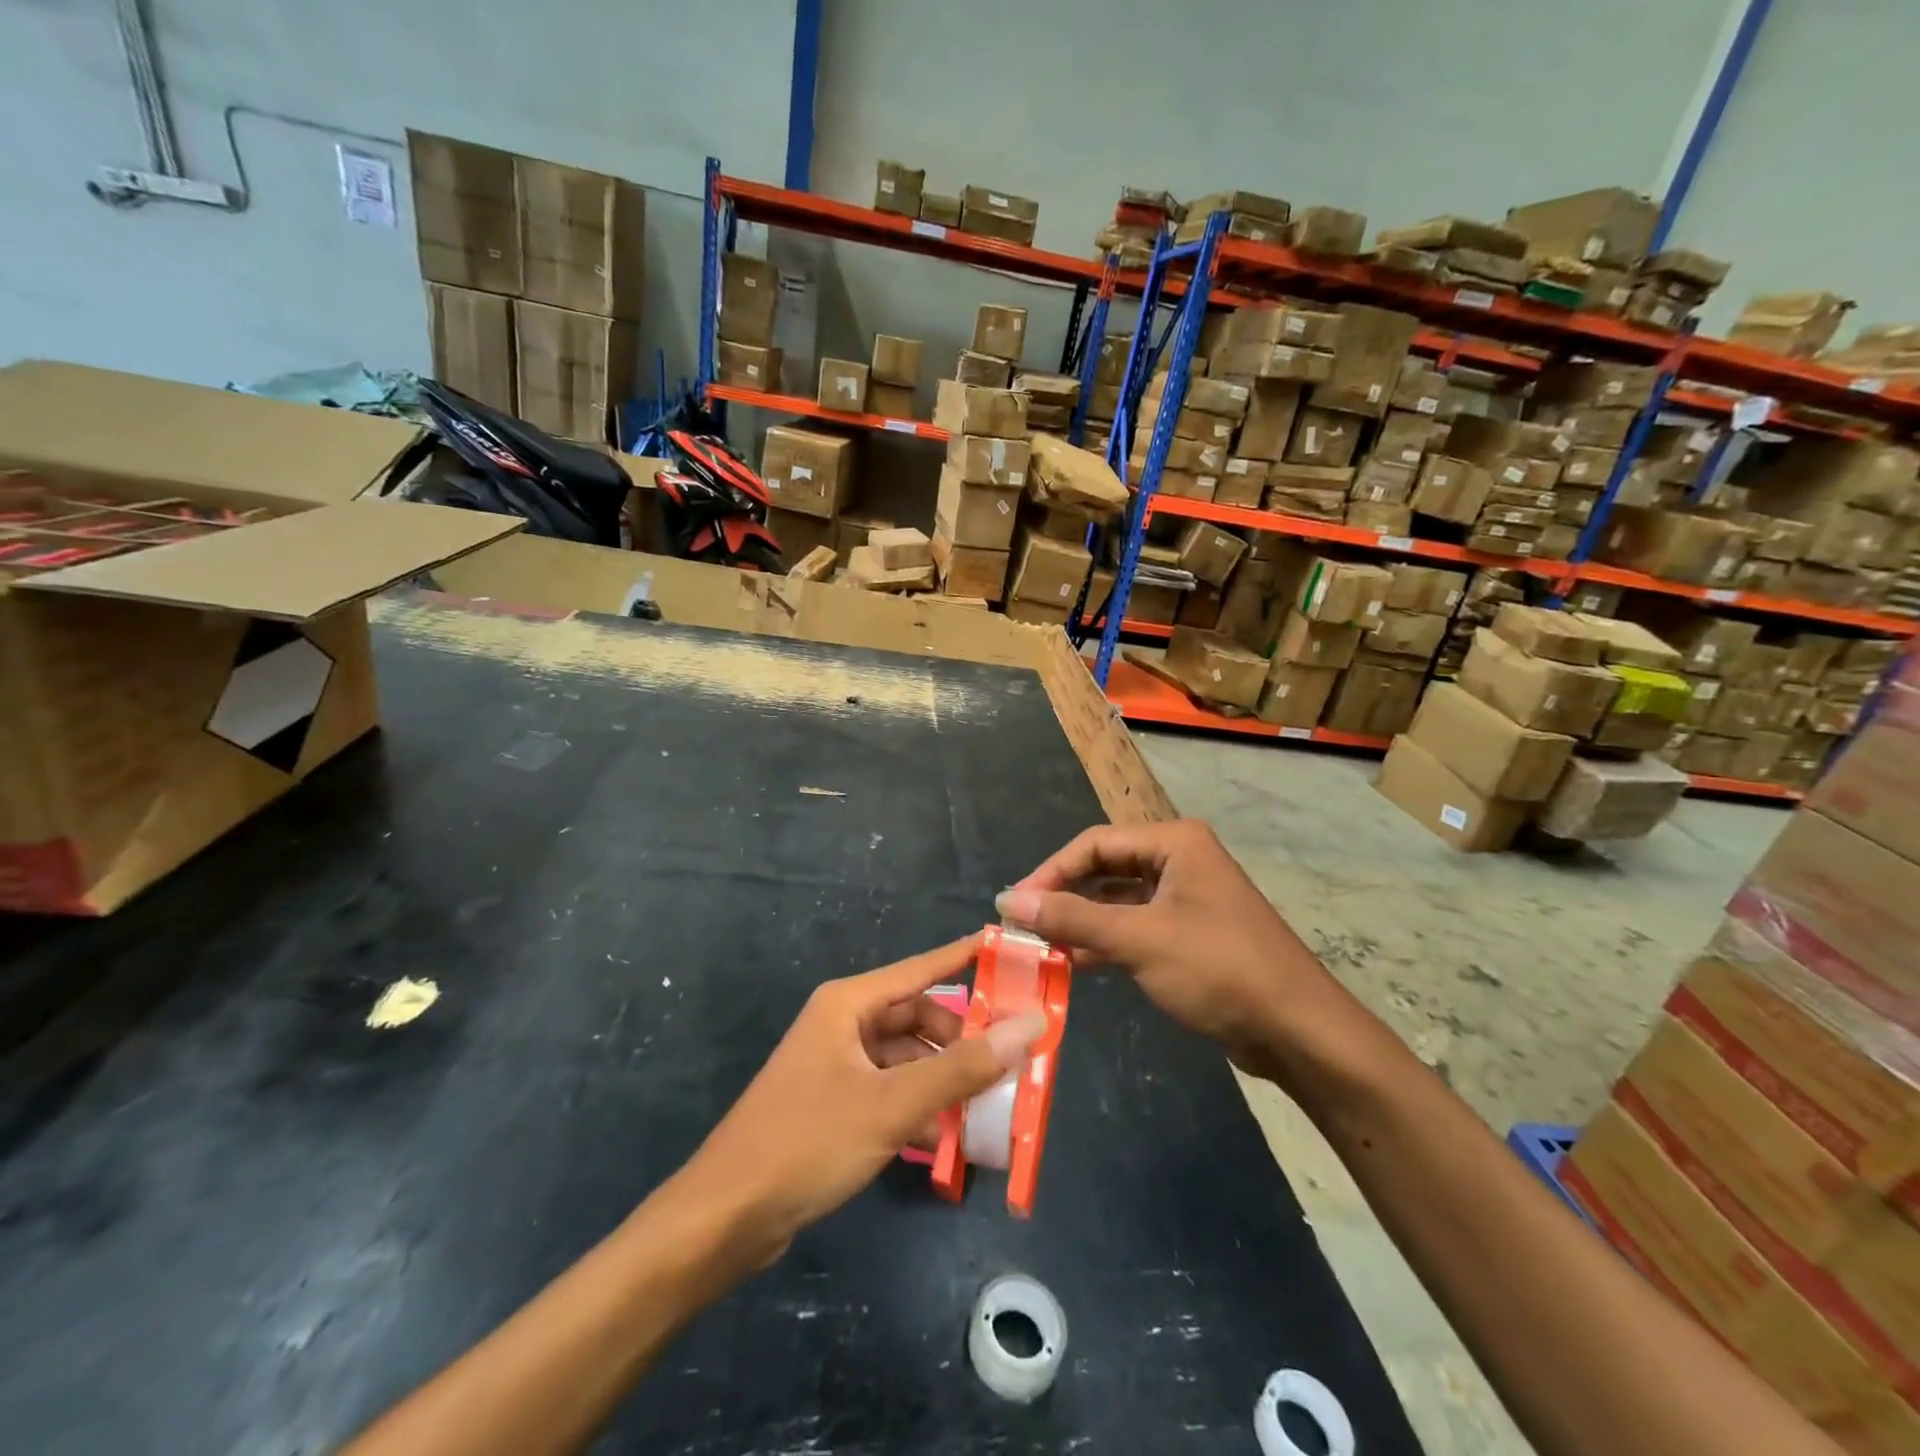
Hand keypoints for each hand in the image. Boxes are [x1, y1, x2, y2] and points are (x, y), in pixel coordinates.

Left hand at [676, 934, 1045, 1267]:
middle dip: (961, 1037)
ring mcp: (836, 1065)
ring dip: (943, 1076)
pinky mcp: (833, 1103)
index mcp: (848, 1004)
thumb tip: (1031, 1025)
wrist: (725, 1218)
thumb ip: (964, 1068)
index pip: (921, 968)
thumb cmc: (808, 1142)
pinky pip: (889, 1089)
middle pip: (917, 1017)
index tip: (1012, 953)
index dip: (966, 958)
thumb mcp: (892, 1105)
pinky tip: (949, 1132)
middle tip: (1011, 1057)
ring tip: (989, 1100)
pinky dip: (919, 1103)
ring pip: (905, 1056)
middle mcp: (842, 1024)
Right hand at [995, 821, 1340, 1079]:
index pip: (1094, 843)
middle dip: (1065, 895)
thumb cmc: (1219, 969)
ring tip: (1042, 944)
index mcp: (1173, 842)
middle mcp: (1180, 859)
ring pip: (1118, 899)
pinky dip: (1106, 940)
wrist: (1298, 1030)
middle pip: (1105, 868)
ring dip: (1082, 920)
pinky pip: (1136, 925)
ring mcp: (1187, 897)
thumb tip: (1008, 899)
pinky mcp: (1190, 932)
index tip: (1013, 903)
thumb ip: (1072, 916)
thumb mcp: (1139, 939)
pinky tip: (1076, 962)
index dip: (1050, 871)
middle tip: (1024, 924)